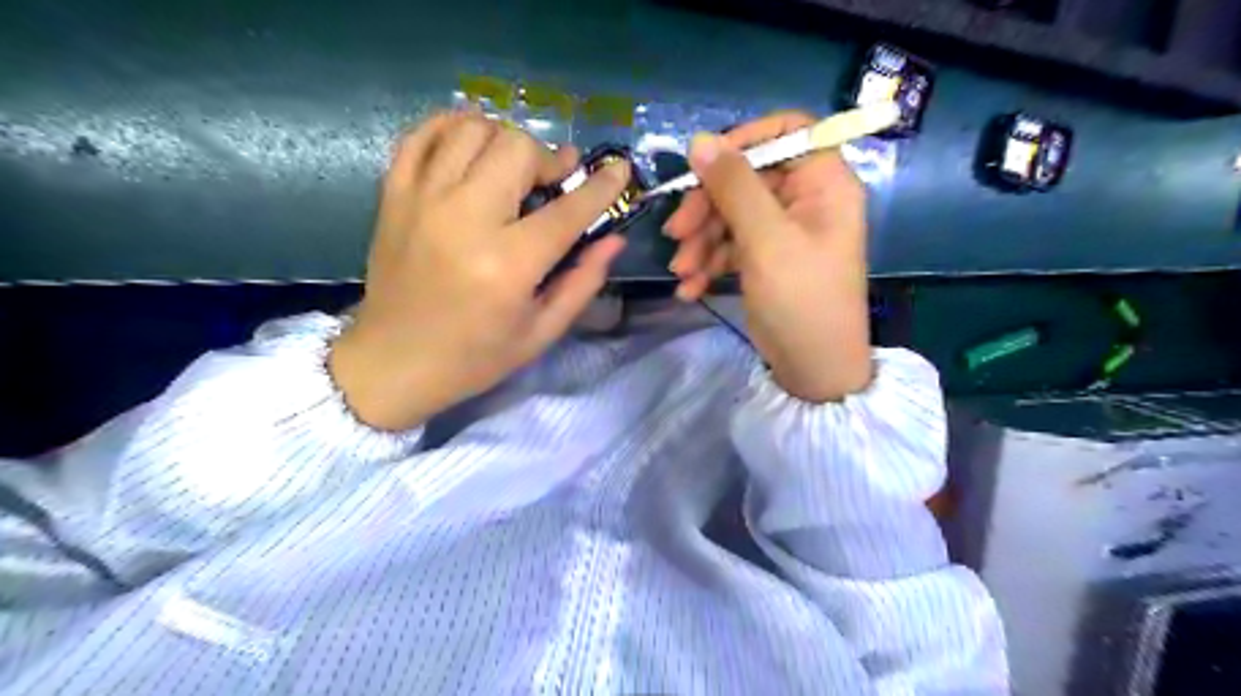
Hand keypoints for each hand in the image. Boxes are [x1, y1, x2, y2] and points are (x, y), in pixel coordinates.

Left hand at [328, 111, 631, 429]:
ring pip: (471, 129)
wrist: (393, 362)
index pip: (567, 209)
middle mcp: (465, 219)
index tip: (620, 169)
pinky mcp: (393, 195)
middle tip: (551, 182)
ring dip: (504, 140)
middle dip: (546, 159)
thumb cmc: (474, 357)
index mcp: (508, 264)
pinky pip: (421, 134)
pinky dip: (450, 126)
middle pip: (516, 149)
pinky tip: (470, 143)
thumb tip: (614, 240)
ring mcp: (423, 200)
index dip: (601, 186)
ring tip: (511, 166)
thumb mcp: (541, 333)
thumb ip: (582, 283)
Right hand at [669, 108, 869, 400]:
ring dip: (700, 240)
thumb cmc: (801, 299)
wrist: (812, 369)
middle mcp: (805, 199)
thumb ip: (733, 187)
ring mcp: (783, 231)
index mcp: (823, 182)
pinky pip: (730, 245)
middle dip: (707, 206)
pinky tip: (690, 287)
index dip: (743, 141)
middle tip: (675, 233)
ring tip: (681, 271)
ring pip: (731, 214)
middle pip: (746, 178)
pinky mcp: (764, 258)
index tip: (703, 164)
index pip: (787, 131)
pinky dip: (708, 263)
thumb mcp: (765, 240)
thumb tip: (699, 140)